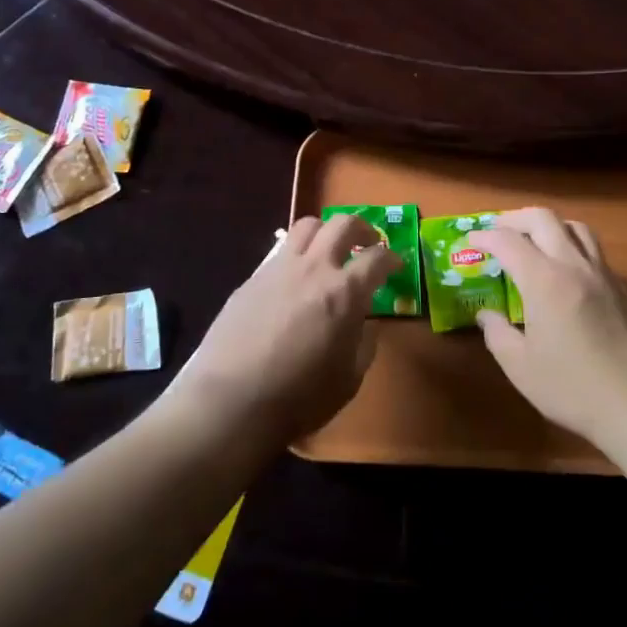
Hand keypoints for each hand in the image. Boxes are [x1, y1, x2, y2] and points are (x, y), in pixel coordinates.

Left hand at [170, 214, 399, 447]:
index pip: (377, 258)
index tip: (395, 265)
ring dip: (325, 232)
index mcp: (345, 292)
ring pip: (307, 226)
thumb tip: (366, 324)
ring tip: (329, 251)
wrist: (231, 402)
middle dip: (362, 229)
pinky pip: (280, 253)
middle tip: (367, 244)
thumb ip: (364, 344)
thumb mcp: (349, 379)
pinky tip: (294, 281)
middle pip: (342, 224)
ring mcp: (278, 268)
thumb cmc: (300, 398)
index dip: (392, 258)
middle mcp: (314, 268)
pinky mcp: (251, 279)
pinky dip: (296, 257)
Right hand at [471, 208, 626, 449]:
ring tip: (535, 243)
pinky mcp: (624, 290)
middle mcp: (575, 265)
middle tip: (498, 232)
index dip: (485, 237)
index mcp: (544, 280)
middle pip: (544, 219)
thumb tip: (487, 315)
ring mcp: (604, 275)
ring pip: (576, 228)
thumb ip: (498, 334)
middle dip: (515, 219)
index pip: (508, 241)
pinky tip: (567, 276)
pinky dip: (573, 249)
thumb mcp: (521, 368)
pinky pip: (595, 252)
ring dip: (550, 226)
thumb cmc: (574, 388)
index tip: (470, 243)